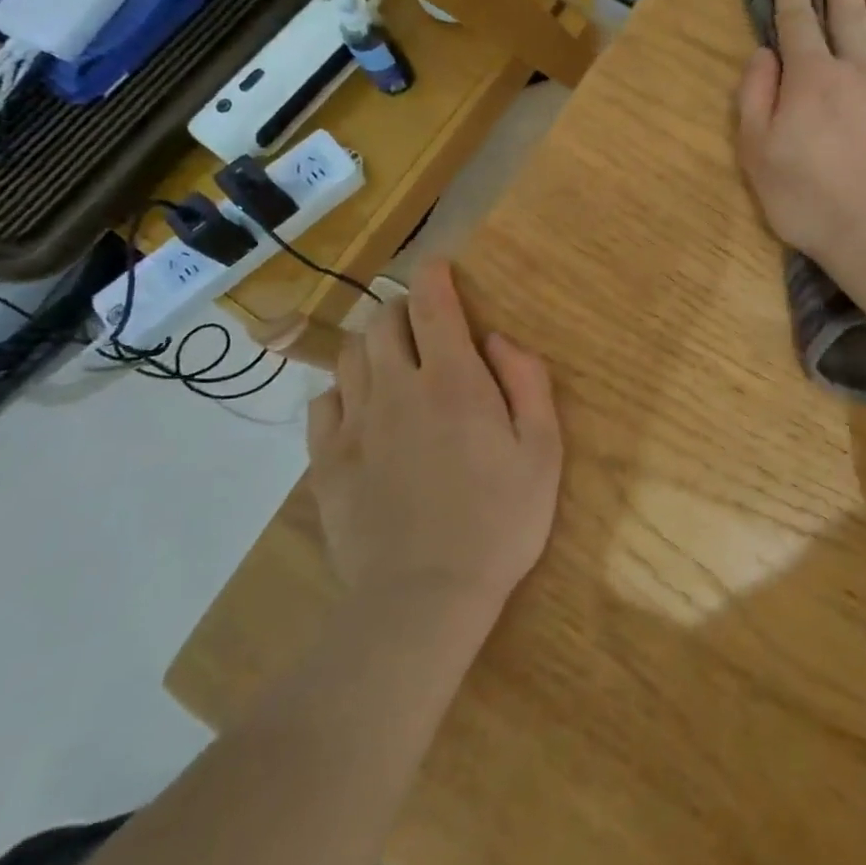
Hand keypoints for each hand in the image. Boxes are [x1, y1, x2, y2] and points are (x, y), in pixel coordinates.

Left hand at [306, 260, 563, 611]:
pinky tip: (360, 410)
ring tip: (391, 362)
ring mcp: (355, 424)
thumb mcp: (543, 451)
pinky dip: (341, 392)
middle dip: (402, 309)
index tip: (438, 266)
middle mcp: (397, 388)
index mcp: (452, 381)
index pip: (432, 304)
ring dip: (371, 345)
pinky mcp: (327, 462)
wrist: (425, 598)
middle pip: (383, 321)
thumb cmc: (500, 522)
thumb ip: (527, 383)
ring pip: (350, 355)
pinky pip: (322, 403)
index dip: (433, 276)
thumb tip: (498, 339)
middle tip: (422, 325)